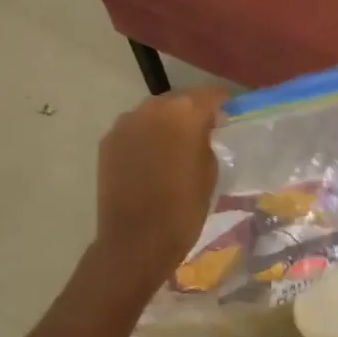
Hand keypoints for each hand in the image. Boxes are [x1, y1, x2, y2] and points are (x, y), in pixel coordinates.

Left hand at [94, 86, 225, 286]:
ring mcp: (125, 123)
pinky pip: (134, 130)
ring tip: (175, 148)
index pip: (211, 95)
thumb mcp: (210, 172)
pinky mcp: (108, 141)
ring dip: (166, 124)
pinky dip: (146, 137)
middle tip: (203, 134)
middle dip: (192, 113)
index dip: (223, 105)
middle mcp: (152, 108)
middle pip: (179, 100)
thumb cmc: (184, 209)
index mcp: (185, 113)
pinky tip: (152, 160)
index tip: (230, 118)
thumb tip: (202, 132)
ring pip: (154, 113)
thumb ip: (207, 142)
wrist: (136, 240)